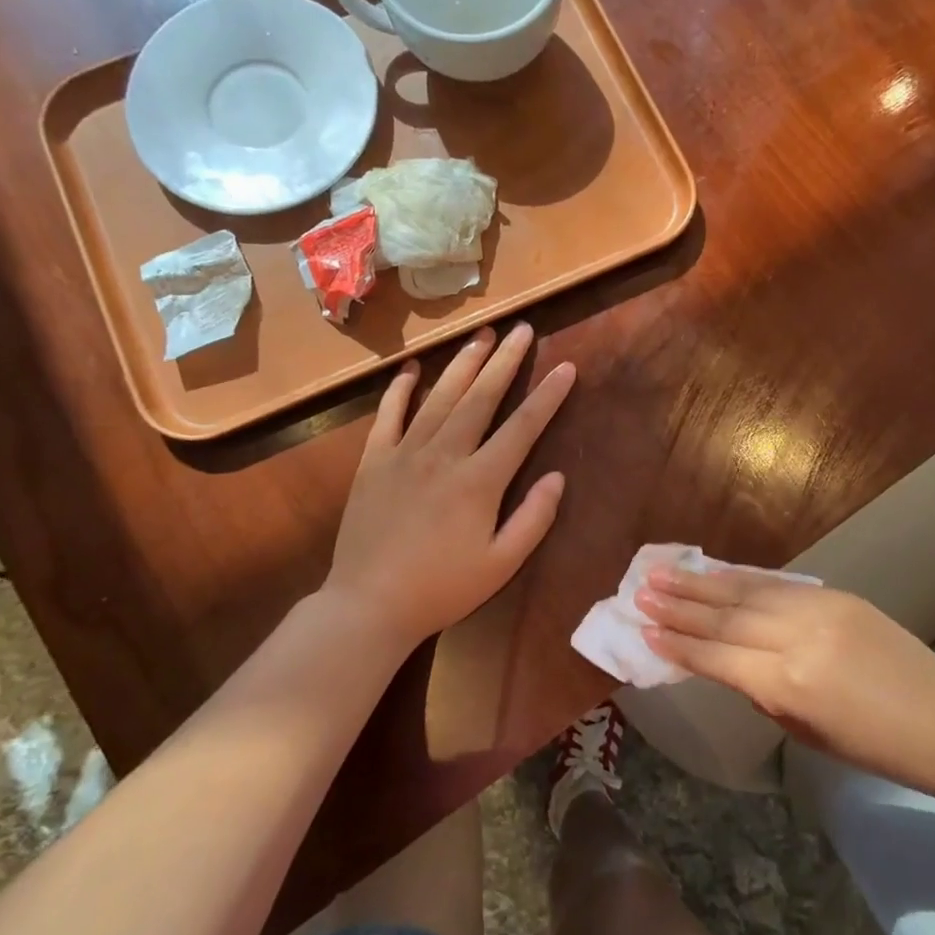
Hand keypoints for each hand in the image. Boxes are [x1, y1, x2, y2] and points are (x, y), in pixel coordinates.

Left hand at [323, 323, 575, 650]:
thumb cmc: (441, 589)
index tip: (566, 368)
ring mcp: (404, 453)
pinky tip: (412, 369)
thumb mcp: (500, 565)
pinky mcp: (373, 461)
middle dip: (505, 361)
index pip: (522, 428)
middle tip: (523, 329)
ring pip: (440, 397)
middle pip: (480, 397)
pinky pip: (389, 415)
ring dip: (463, 363)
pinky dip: (401, 389)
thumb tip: (558, 477)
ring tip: (483, 335)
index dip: (547, 397)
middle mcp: (444, 455)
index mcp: (479, 481)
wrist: (368, 605)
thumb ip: (533, 519)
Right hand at [637, 569, 934, 794]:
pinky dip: (740, 577)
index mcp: (789, 686)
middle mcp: (797, 639)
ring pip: (746, 593)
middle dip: (680, 606)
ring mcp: (818, 610)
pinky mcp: (836, 595)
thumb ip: (760, 691)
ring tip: (663, 574)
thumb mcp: (805, 731)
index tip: (646, 630)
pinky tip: (714, 572)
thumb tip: (726, 660)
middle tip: (641, 592)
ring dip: (700, 584)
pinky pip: (776, 584)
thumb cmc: (874, 748)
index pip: (719, 658)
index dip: (679, 645)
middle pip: (725, 619)